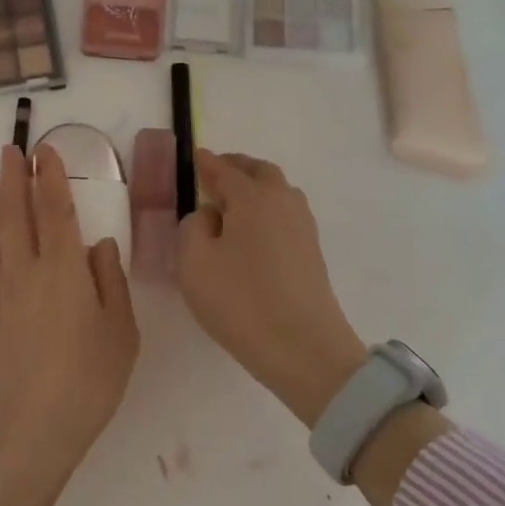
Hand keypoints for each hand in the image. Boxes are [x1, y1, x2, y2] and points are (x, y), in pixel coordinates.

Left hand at [0, 144, 138, 505]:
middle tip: (9, 149)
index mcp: (64, 269)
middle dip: (13, 178)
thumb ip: (110, 281)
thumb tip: (100, 246)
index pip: (54, 211)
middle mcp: (27, 270)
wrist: (30, 427)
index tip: (44, 152)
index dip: (49, 179)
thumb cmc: (88, 379)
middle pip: (15, 214)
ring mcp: (1, 292)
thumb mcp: (120, 331)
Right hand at [176, 150, 369, 426]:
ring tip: (230, 205)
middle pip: (258, 172)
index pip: (224, 169)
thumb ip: (193, 227)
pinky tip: (252, 232)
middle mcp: (282, 200)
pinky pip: (284, 214)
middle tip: (213, 177)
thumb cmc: (241, 301)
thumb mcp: (194, 263)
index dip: (205, 163)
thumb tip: (210, 215)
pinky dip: (266, 210)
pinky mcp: (311, 250)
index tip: (193, 157)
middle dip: (235, 168)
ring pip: (277, 191)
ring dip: (254, 188)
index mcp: (252, 196)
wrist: (303, 348)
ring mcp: (302, 225)